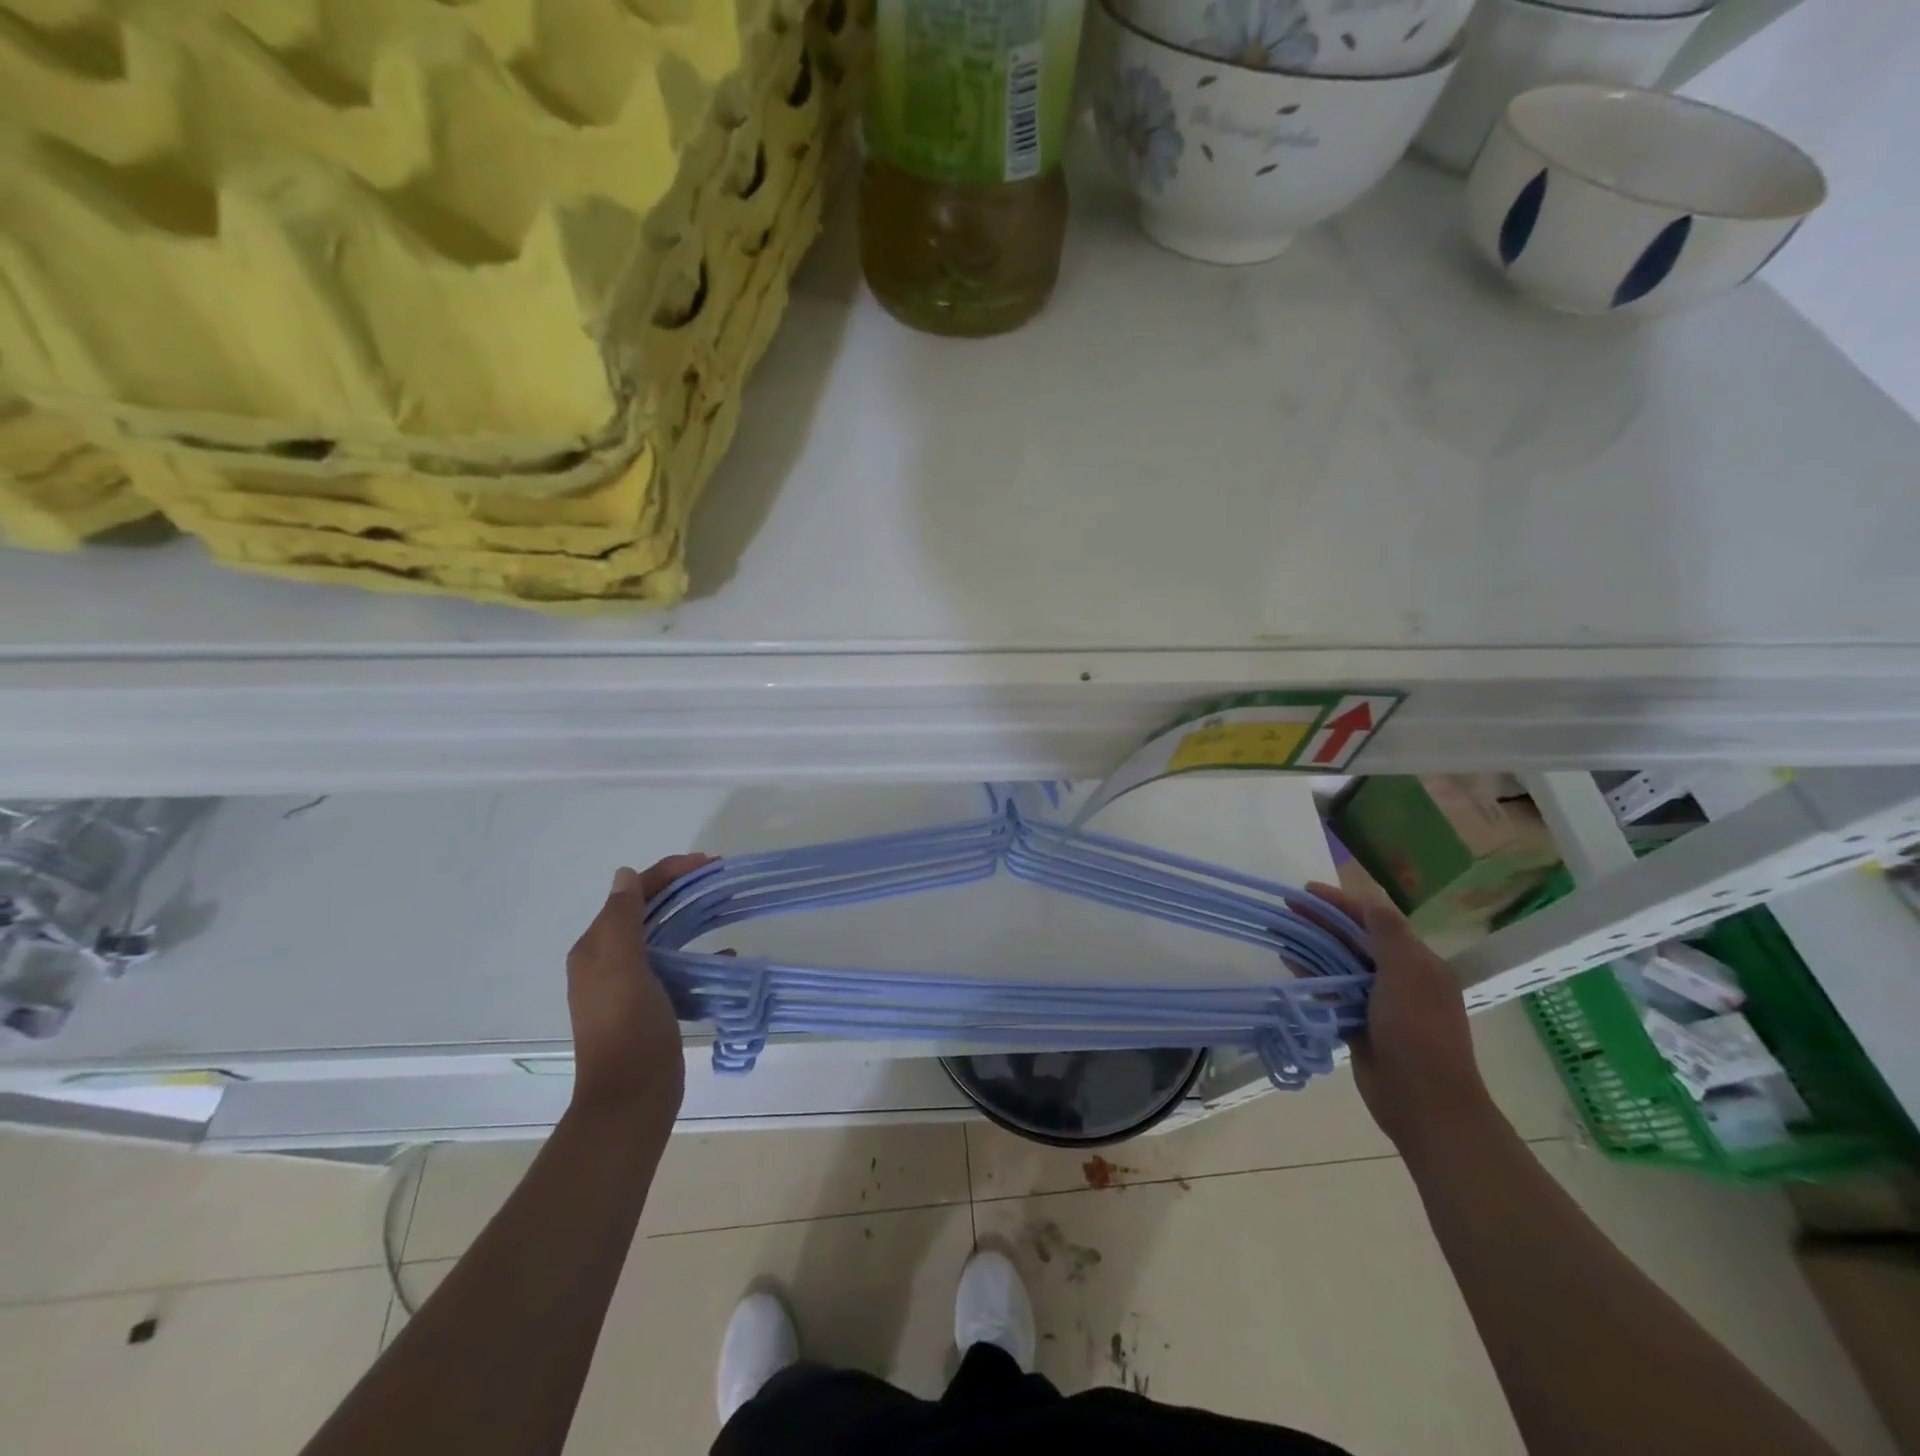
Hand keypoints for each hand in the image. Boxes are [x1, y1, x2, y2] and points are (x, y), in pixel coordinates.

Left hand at [565, 855, 712, 1124]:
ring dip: (693, 918)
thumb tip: (625, 874)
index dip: (668, 872)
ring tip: (726, 909)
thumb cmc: (627, 1027)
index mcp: (596, 947)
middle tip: (720, 878)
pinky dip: (700, 956)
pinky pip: (677, 966)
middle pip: (649, 910)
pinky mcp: (652, 1004)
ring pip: (664, 936)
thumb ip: (622, 918)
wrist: (632, 1096)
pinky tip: (726, 959)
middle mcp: (608, 960)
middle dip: (682, 889)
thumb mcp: (622, 965)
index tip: (709, 862)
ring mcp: (630, 984)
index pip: (632, 893)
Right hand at [1306, 882, 1494, 1150]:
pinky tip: (1289, 966)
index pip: (1375, 920)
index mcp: (1418, 962)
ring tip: (1281, 932)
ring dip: (1313, 946)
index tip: (1306, 890)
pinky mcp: (1359, 1024)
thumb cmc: (1417, 1031)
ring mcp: (1379, 1003)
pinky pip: (1332, 991)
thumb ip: (1388, 934)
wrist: (1424, 1100)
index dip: (1341, 902)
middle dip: (1322, 921)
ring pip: (1340, 964)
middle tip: (1286, 908)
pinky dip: (1312, 976)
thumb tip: (1371, 902)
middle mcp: (1400, 977)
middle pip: (1355, 940)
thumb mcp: (1407, 973)